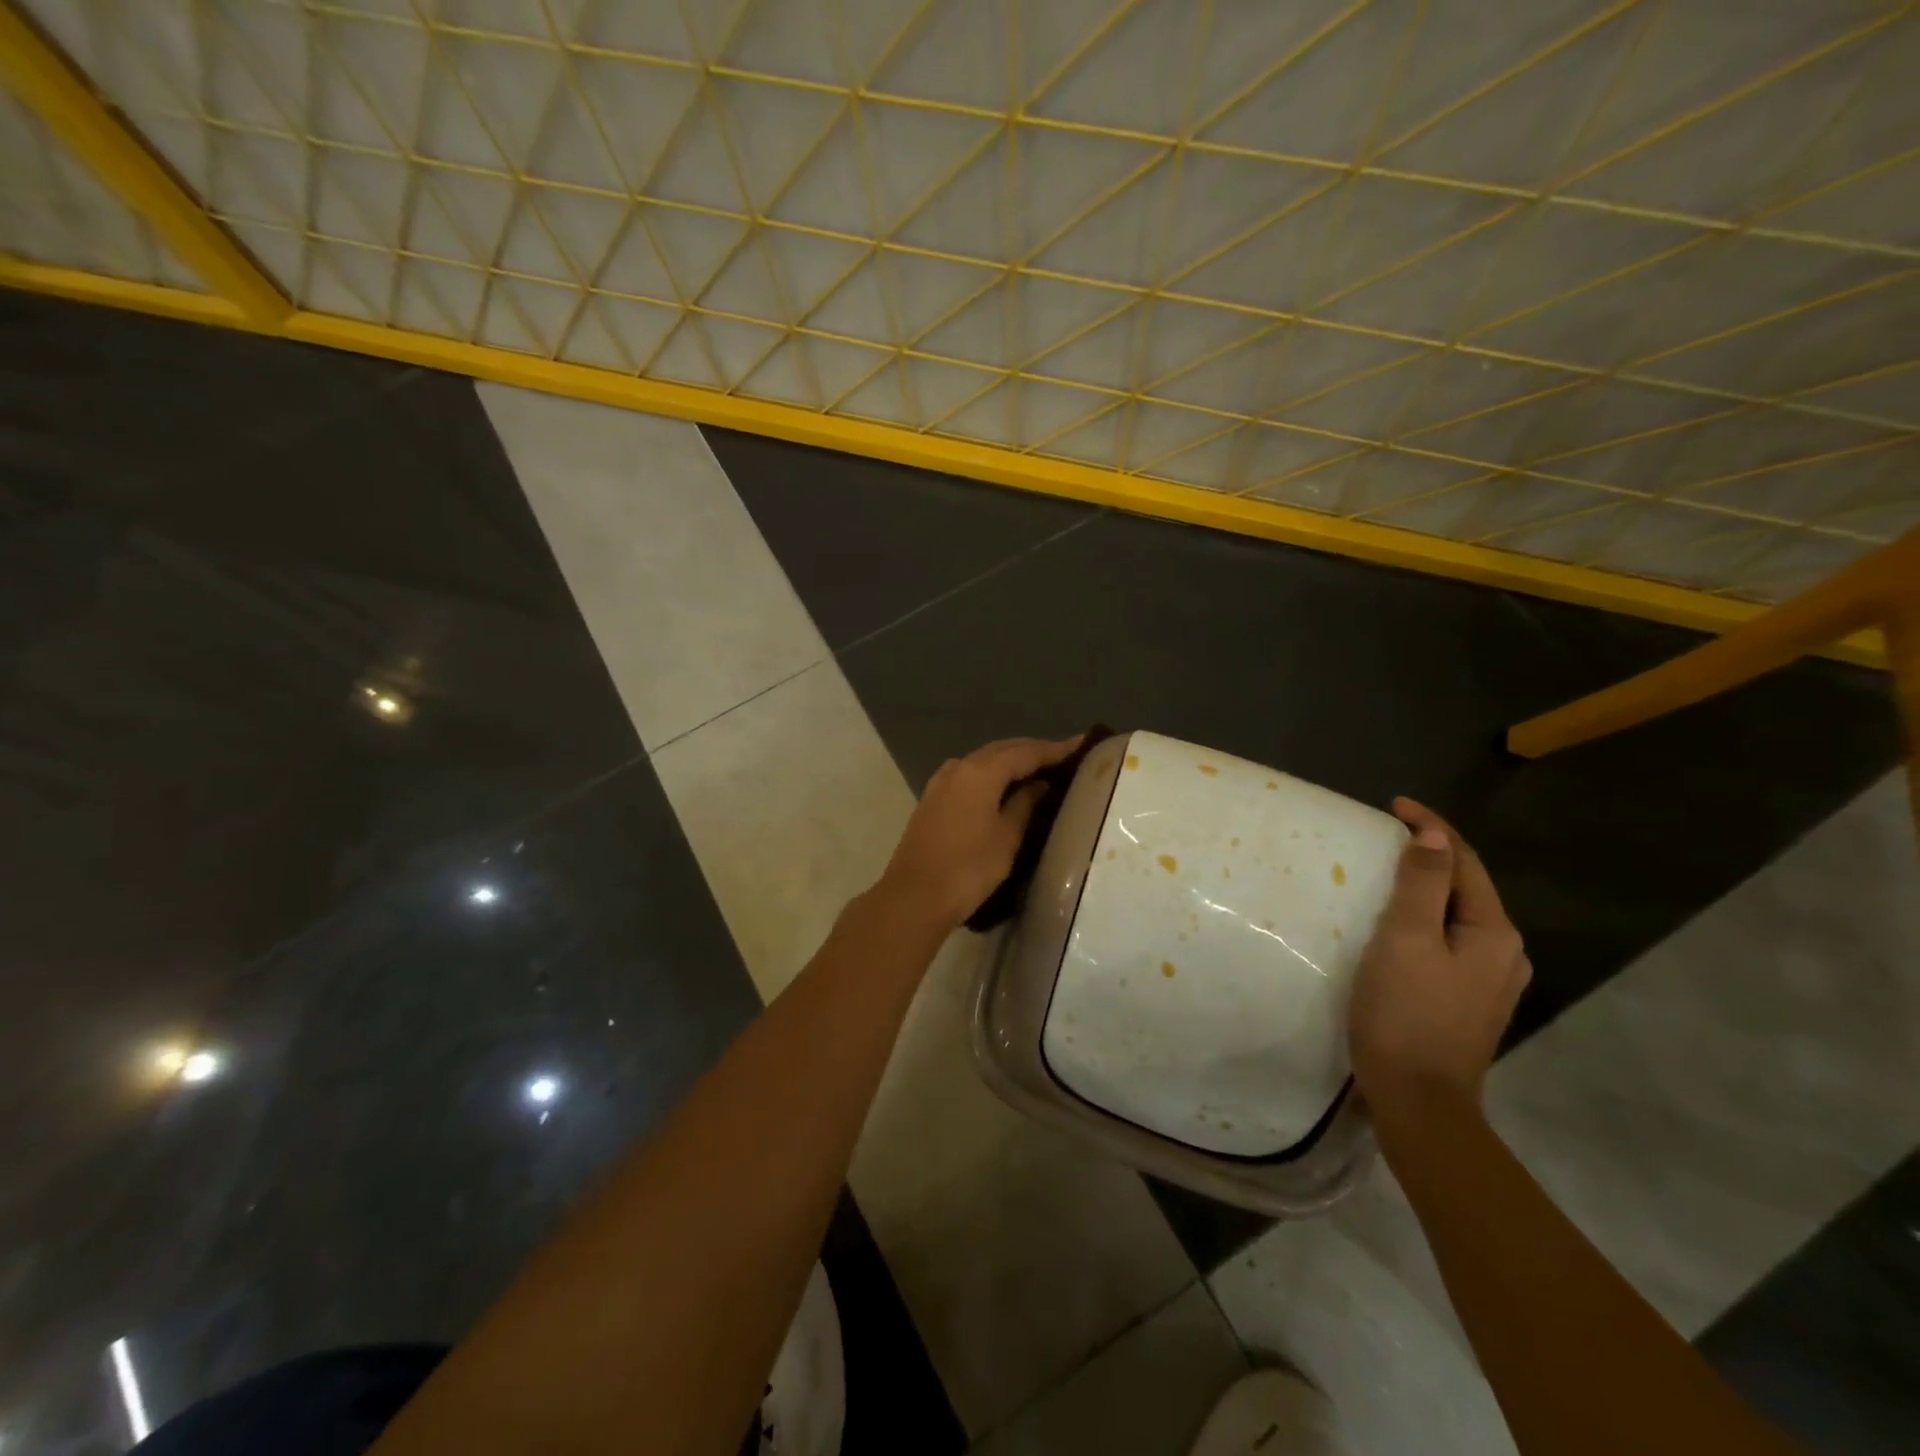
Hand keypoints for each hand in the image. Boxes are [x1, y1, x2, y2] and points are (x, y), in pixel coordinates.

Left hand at [875, 735, 1083, 931]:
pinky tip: (1005, 785)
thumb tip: (1039, 784)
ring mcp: (941, 782)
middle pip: (1002, 750)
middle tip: (1063, 755)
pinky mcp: (933, 798)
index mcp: (980, 771)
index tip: (1081, 744)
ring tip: (1039, 767)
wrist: (915, 896)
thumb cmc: (968, 868)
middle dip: (1032, 750)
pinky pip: (970, 774)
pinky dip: (992, 773)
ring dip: (1011, 760)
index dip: (1054, 749)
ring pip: (983, 761)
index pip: (1025, 752)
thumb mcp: (1007, 837)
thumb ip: (1024, 804)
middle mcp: (959, 767)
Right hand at [1348, 798, 1529, 1114]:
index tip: (1393, 805)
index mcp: (1494, 933)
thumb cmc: (1405, 1012)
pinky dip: (1425, 918)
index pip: (1465, 861)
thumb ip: (1422, 884)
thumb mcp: (1405, 939)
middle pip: (1466, 886)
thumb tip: (1433, 834)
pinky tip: (1399, 925)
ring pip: (1457, 915)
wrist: (1418, 1100)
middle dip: (1430, 855)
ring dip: (1427, 887)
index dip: (1431, 827)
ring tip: (1387, 873)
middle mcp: (1504, 953)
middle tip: (1383, 837)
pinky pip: (1449, 940)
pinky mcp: (1468, 1000)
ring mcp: (1490, 980)